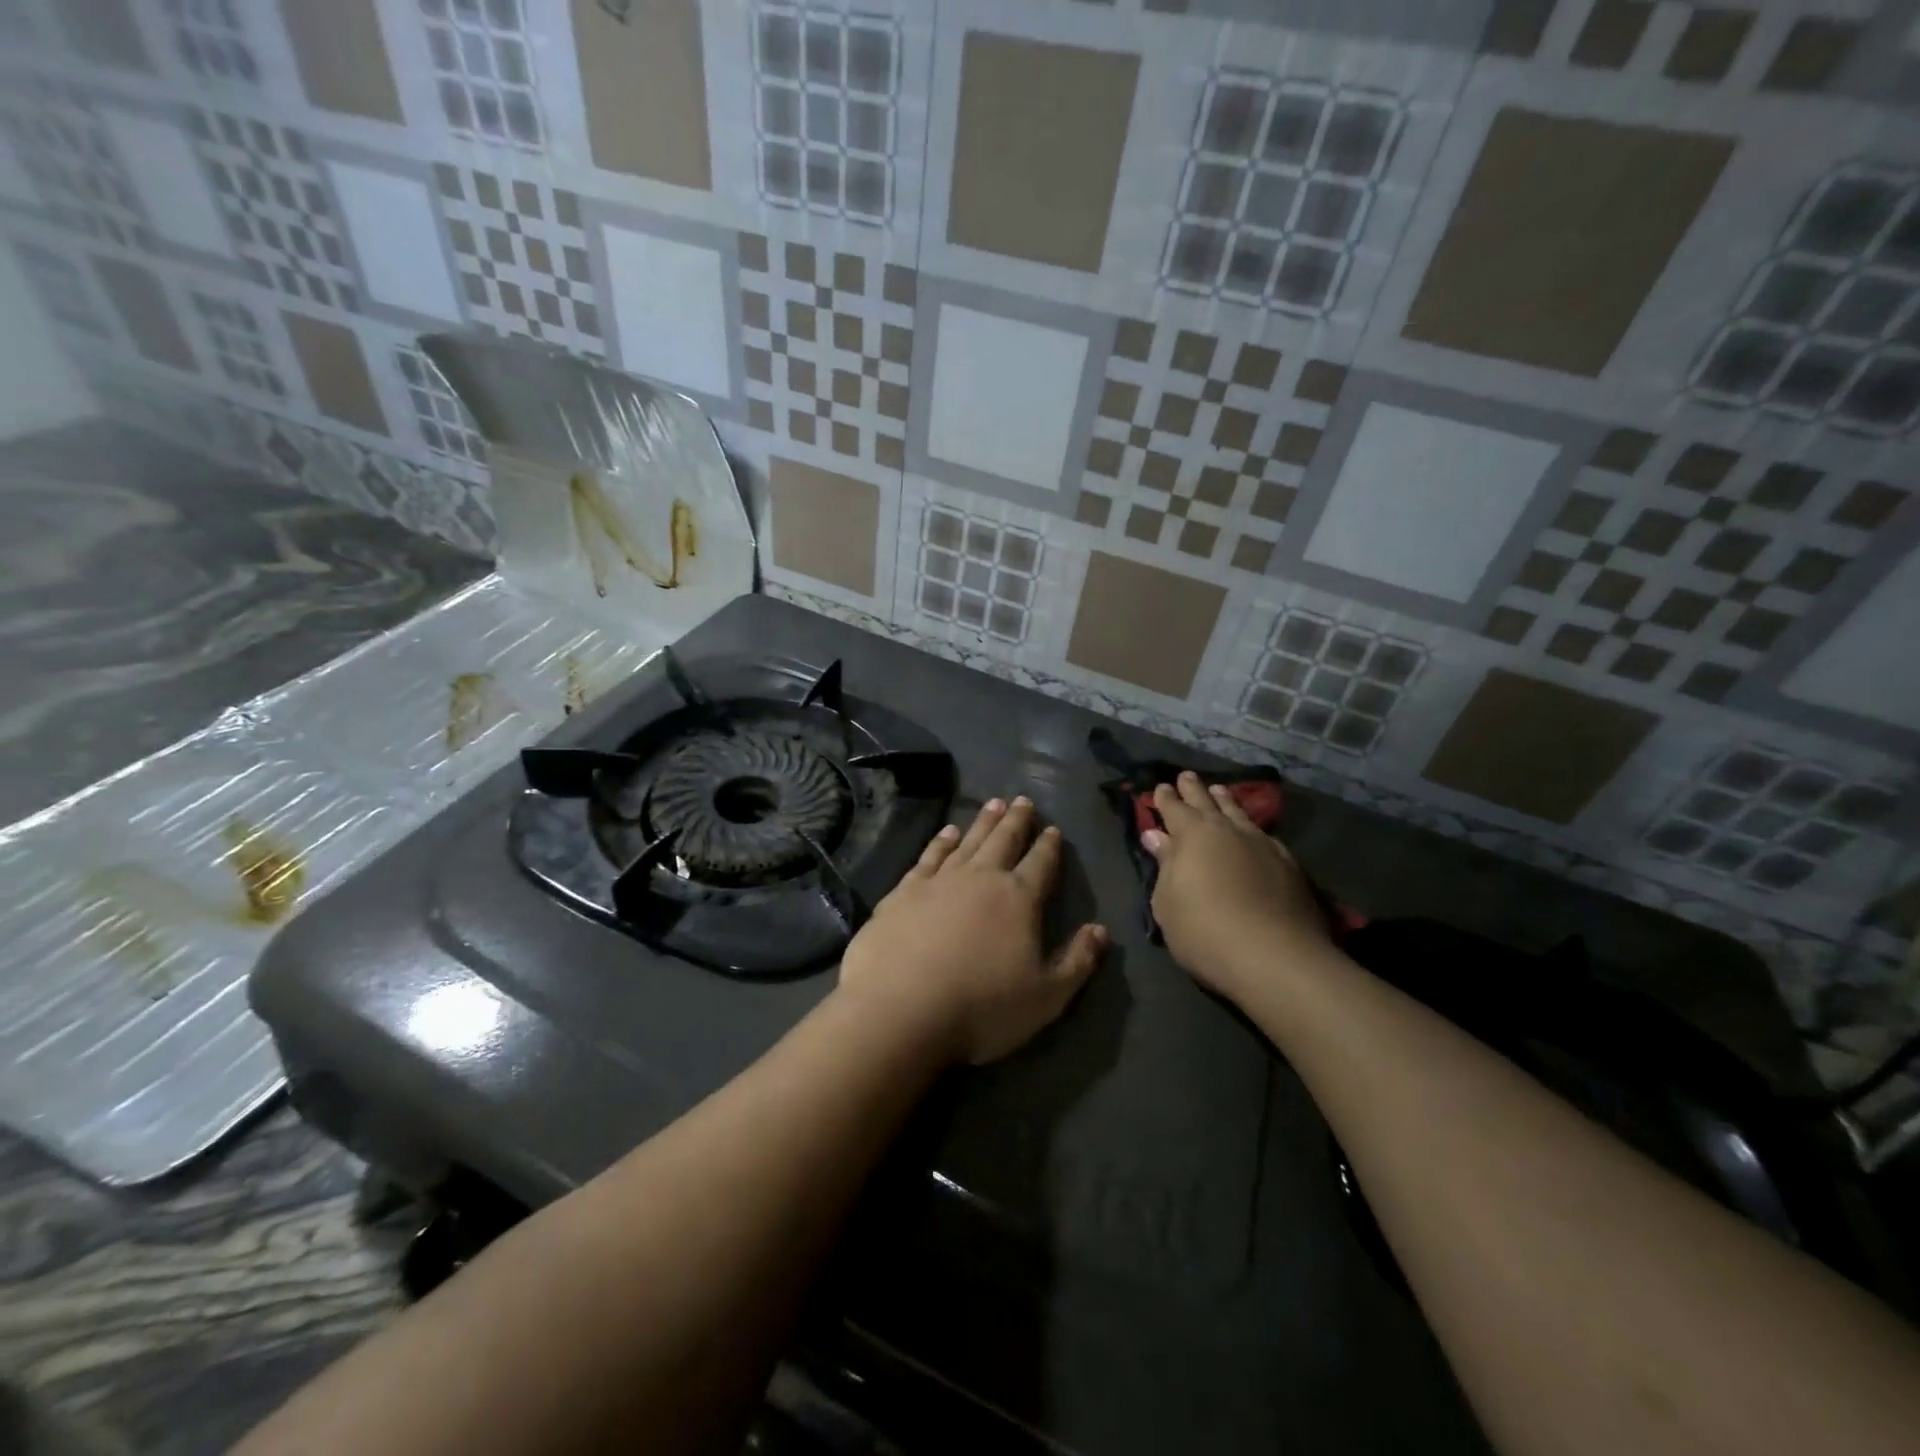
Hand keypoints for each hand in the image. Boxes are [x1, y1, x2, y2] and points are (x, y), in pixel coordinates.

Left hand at [837, 797, 1106, 1065]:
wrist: (901, 1008)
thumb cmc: (982, 1007)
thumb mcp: (1046, 997)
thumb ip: (1077, 961)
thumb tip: (1100, 930)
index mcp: (1019, 898)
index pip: (1041, 863)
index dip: (1049, 846)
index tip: (1053, 829)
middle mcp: (981, 878)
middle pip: (1004, 840)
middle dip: (1016, 820)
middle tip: (1023, 800)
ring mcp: (939, 880)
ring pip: (968, 840)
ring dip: (983, 822)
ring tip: (993, 803)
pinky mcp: (904, 890)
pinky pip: (929, 855)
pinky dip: (941, 841)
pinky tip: (947, 832)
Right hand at [1142, 772, 1328, 1005]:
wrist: (1274, 956)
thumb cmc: (1203, 930)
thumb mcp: (1168, 901)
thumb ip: (1165, 864)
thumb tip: (1156, 835)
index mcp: (1192, 835)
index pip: (1174, 809)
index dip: (1165, 798)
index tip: (1160, 787)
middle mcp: (1227, 830)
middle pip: (1207, 802)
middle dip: (1194, 789)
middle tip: (1186, 776)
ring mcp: (1262, 844)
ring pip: (1239, 813)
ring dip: (1226, 801)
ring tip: (1220, 790)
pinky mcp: (1288, 864)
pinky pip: (1263, 834)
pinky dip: (1252, 827)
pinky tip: (1254, 832)